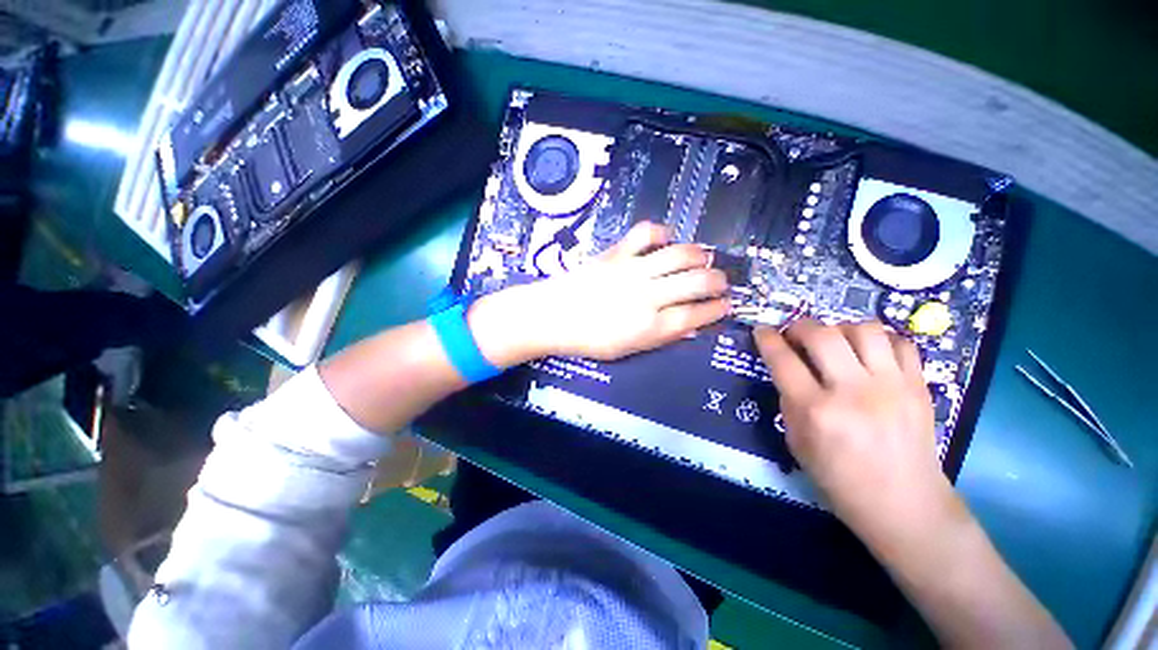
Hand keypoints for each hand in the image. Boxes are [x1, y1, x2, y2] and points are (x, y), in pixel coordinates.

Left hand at [468, 222, 730, 364]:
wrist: (552, 316)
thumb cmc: (588, 340)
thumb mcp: (627, 349)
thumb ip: (661, 336)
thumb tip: (690, 325)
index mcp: (650, 326)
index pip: (697, 314)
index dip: (717, 309)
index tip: (726, 305)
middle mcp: (648, 296)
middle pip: (697, 281)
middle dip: (718, 281)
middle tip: (721, 282)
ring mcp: (632, 270)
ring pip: (681, 254)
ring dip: (699, 255)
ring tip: (702, 259)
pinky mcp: (617, 253)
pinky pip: (647, 233)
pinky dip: (662, 233)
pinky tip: (666, 240)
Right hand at [754, 319, 955, 542]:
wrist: (904, 504)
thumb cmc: (840, 480)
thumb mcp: (796, 442)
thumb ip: (789, 401)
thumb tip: (786, 370)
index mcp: (816, 411)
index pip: (783, 360)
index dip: (767, 339)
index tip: (761, 331)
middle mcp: (854, 392)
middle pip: (822, 334)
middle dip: (800, 326)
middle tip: (794, 334)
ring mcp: (892, 386)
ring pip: (864, 329)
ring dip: (840, 328)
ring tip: (834, 341)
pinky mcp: (919, 386)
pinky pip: (900, 342)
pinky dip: (879, 340)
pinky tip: (869, 353)